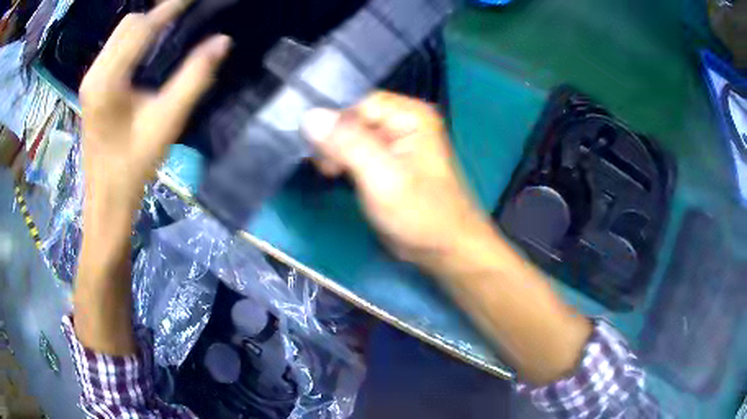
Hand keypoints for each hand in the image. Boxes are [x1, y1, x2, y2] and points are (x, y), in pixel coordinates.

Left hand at [73, 0, 229, 355]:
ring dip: (145, 26)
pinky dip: (135, 40)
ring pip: (119, 35)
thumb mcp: (167, 122)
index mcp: (108, 80)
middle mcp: (95, 73)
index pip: (142, 27)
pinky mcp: (92, 89)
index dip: (171, 8)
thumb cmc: (133, 166)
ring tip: (172, 25)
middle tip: (185, 14)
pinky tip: (150, 48)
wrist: (106, 200)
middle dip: (157, 14)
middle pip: (128, 25)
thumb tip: (222, 41)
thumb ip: (194, 78)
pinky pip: (114, 49)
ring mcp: (91, 81)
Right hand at [302, 92, 493, 270]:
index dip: (335, 123)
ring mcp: (394, 140)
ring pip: (349, 133)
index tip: (319, 151)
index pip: (358, 102)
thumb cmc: (420, 214)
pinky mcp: (385, 158)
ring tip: (332, 174)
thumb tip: (310, 116)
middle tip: (329, 168)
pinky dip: (342, 160)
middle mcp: (402, 120)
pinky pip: (354, 148)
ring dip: (335, 151)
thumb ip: (347, 144)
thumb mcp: (383, 178)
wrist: (442, 248)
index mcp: (410, 115)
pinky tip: (337, 174)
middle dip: (333, 139)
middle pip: (352, 116)